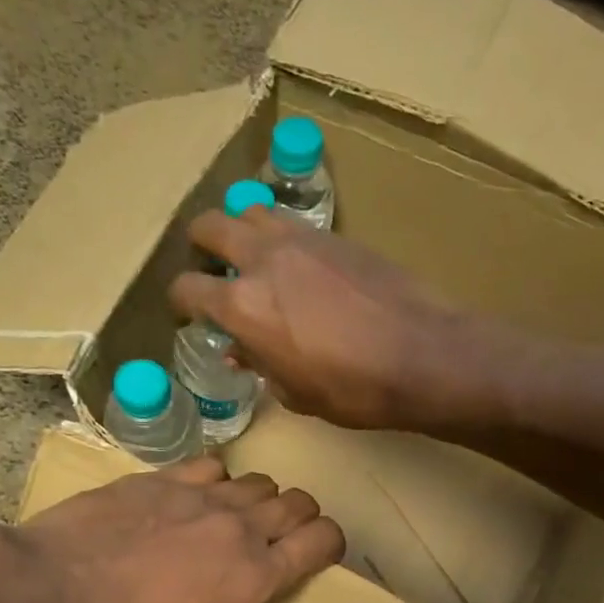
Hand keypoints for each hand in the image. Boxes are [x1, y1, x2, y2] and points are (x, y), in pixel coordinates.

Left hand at [18, 457, 343, 602]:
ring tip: (238, 522)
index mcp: (254, 577)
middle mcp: (237, 527)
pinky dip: (217, 479)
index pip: (320, 540)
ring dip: (261, 499)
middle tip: (283, 541)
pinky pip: (209, 465)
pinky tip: (196, 498)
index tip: (321, 555)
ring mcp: (197, 496)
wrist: (40, 594)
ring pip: (257, 481)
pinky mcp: (158, 478)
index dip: (332, 543)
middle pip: (296, 502)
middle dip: (302, 519)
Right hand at [169, 206, 491, 429]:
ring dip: (242, 228)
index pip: (188, 288)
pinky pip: (293, 222)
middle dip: (201, 244)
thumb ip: (260, 365)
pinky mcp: (336, 235)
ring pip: (252, 209)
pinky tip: (298, 262)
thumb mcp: (295, 393)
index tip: (189, 312)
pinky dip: (282, 235)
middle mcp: (263, 259)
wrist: (422, 355)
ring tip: (254, 255)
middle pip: (210, 226)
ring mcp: (301, 239)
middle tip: (210, 264)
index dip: (181, 301)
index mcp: (242, 305)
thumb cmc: (353, 389)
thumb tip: (241, 352)